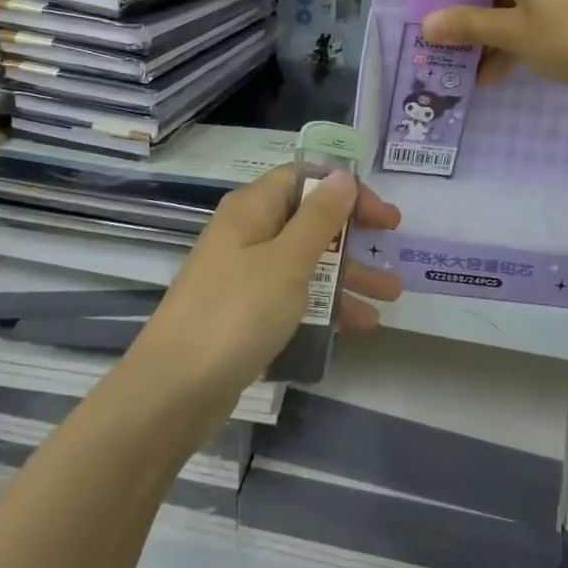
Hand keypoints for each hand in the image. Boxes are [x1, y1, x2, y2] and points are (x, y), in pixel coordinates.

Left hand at [132, 165, 400, 414]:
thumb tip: (342, 177)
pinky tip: (358, 326)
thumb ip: (318, 219)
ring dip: (348, 274)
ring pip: (305, 262)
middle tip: (393, 244)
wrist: (174, 390)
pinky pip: (293, 297)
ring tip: (391, 296)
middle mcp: (246, 235)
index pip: (302, 178)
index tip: (381, 214)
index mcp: (251, 210)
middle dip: (353, 234)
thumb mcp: (286, 262)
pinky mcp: (245, 314)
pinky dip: (325, 305)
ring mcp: (244, 276)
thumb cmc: (236, 314)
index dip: (344, 189)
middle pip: (307, 220)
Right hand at [419, 0, 567, 89]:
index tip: (414, 25)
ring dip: (484, 31)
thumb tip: (427, 25)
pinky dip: (510, 31)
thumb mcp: (514, 34)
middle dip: (458, 16)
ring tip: (465, 69)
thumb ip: (467, 25)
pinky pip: (525, 4)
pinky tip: (496, 69)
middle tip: (438, 49)